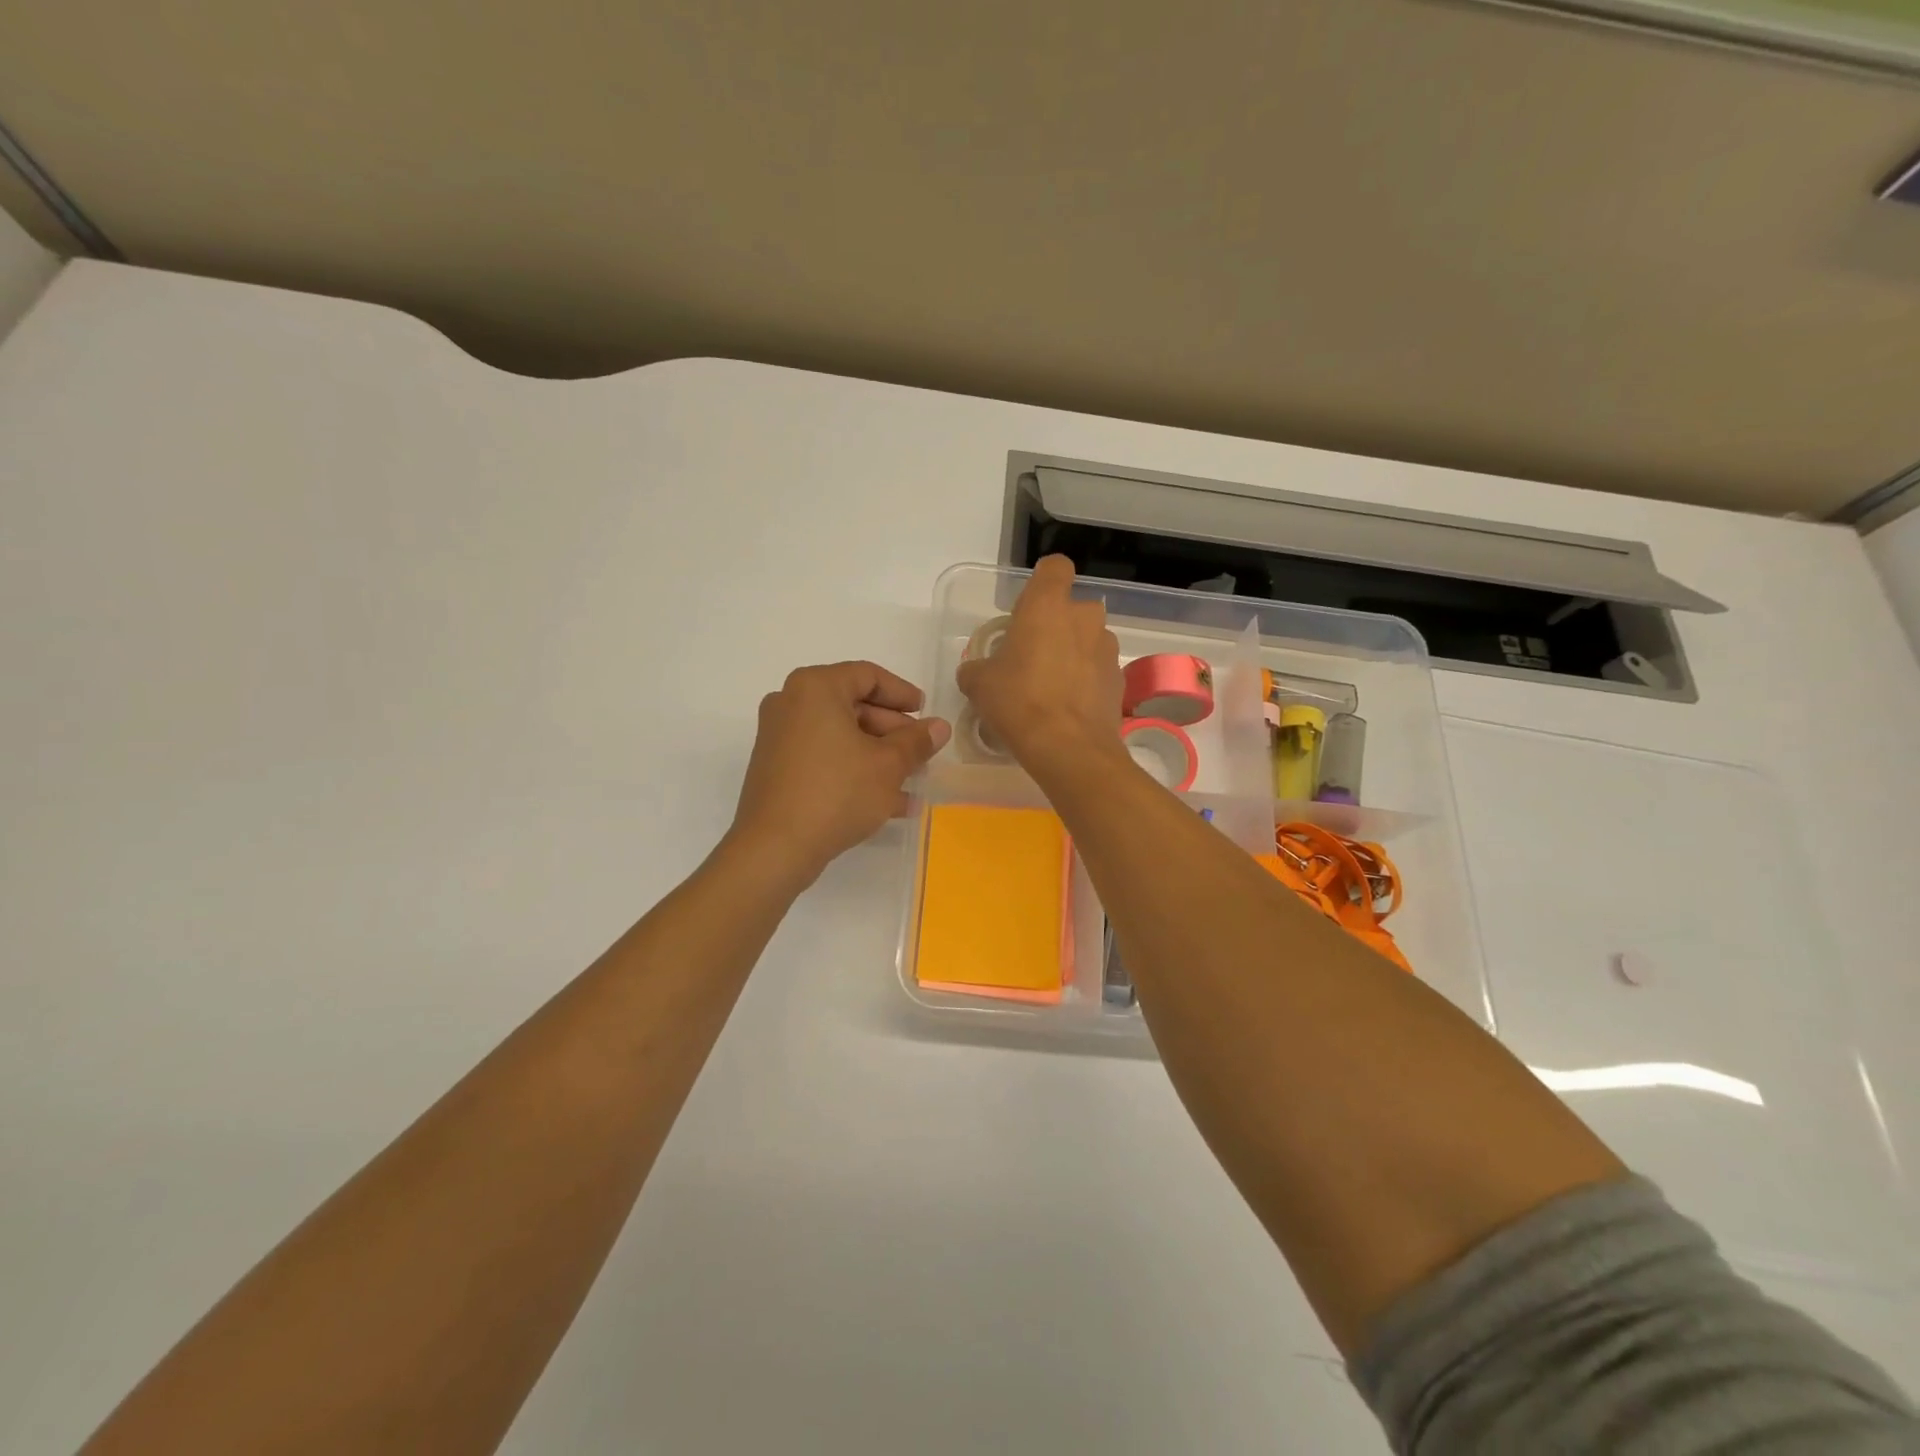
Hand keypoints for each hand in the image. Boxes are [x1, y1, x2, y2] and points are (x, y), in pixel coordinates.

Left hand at [730, 661, 950, 885]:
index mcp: (815, 688)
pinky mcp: (776, 769)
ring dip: (878, 756)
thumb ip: (917, 741)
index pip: (868, 676)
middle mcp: (790, 703)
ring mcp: (779, 737)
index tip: (926, 714)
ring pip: (840, 737)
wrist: (775, 848)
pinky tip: (887, 802)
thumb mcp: (888, 765)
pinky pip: (824, 758)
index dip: (902, 694)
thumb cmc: (837, 792)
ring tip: (912, 782)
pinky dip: (853, 770)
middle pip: (853, 706)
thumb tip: (939, 727)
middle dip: (892, 731)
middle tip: (921, 754)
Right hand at [956, 555, 1125, 778]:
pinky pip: (1097, 670)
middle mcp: (1084, 617)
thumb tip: (974, 672)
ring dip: (1072, 654)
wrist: (1068, 748)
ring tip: (1050, 688)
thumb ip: (976, 668)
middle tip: (1032, 657)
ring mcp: (1107, 648)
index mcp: (1048, 605)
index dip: (1043, 582)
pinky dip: (1085, 681)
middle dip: (1056, 626)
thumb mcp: (979, 684)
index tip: (1028, 608)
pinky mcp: (1119, 679)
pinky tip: (1067, 708)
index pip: (1055, 567)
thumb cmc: (1018, 701)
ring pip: (1087, 640)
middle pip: (1072, 609)